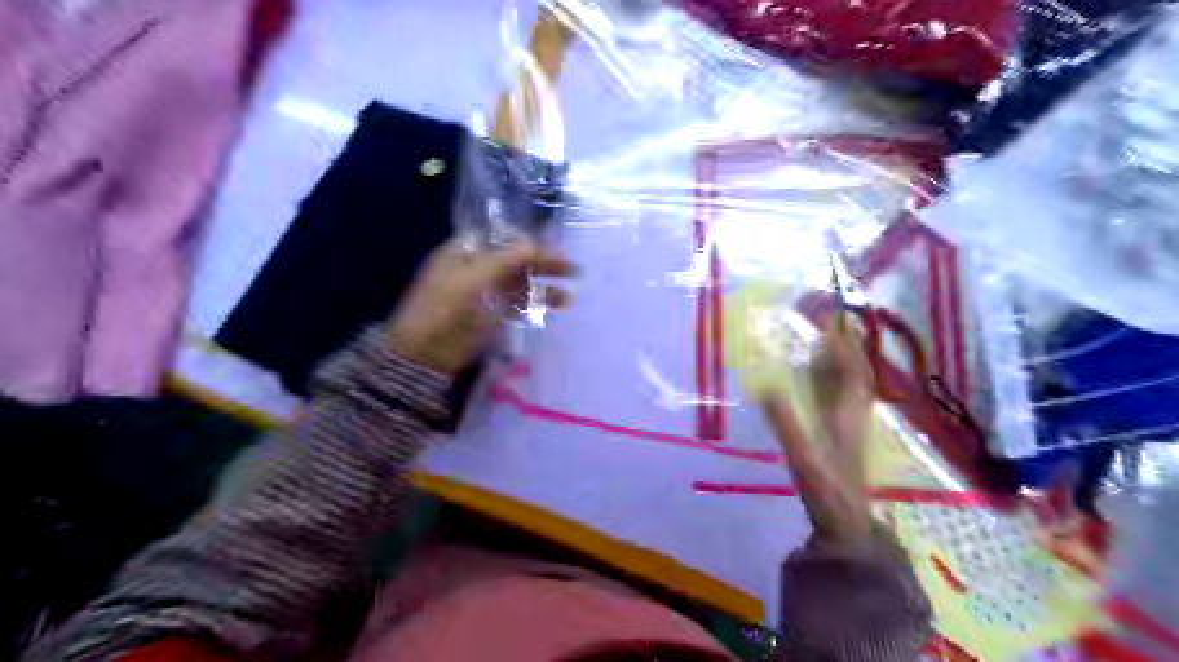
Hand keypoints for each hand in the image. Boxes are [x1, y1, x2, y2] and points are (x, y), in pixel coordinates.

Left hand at [387, 237, 576, 375]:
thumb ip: (505, 260)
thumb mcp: (475, 281)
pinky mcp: (486, 318)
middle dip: (542, 265)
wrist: (423, 359)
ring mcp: (481, 295)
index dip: (528, 241)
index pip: (501, 238)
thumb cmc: (447, 313)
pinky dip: (532, 306)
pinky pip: (514, 306)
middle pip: (513, 261)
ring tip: (568, 299)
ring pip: (517, 285)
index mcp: (464, 252)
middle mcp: (474, 269)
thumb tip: (535, 243)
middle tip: (572, 270)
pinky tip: (551, 311)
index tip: (553, 250)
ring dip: (542, 289)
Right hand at [765, 324, 872, 543]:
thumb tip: (764, 387)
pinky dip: (837, 381)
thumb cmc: (825, 489)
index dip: (844, 345)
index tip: (831, 322)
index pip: (852, 370)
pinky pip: (845, 397)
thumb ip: (783, 422)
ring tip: (826, 343)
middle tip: (830, 325)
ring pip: (853, 385)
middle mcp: (855, 414)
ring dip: (843, 362)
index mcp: (847, 414)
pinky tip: (824, 380)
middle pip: (857, 373)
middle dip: (846, 347)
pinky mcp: (846, 435)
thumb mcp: (801, 455)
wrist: (847, 522)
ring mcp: (853, 425)